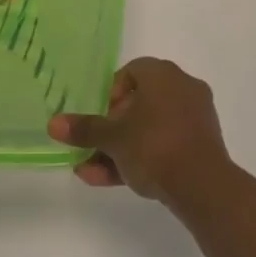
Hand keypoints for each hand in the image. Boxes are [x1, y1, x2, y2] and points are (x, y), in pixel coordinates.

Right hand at [47, 57, 230, 203]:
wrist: (202, 184)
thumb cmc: (153, 146)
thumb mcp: (113, 138)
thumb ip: (85, 129)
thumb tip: (53, 123)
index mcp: (163, 74)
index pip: (131, 72)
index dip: (110, 93)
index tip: (100, 118)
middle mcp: (182, 87)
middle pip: (140, 102)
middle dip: (112, 128)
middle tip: (94, 147)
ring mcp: (195, 116)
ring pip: (151, 128)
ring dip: (122, 148)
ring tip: (93, 172)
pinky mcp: (202, 144)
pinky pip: (167, 144)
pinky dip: (143, 157)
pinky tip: (115, 181)